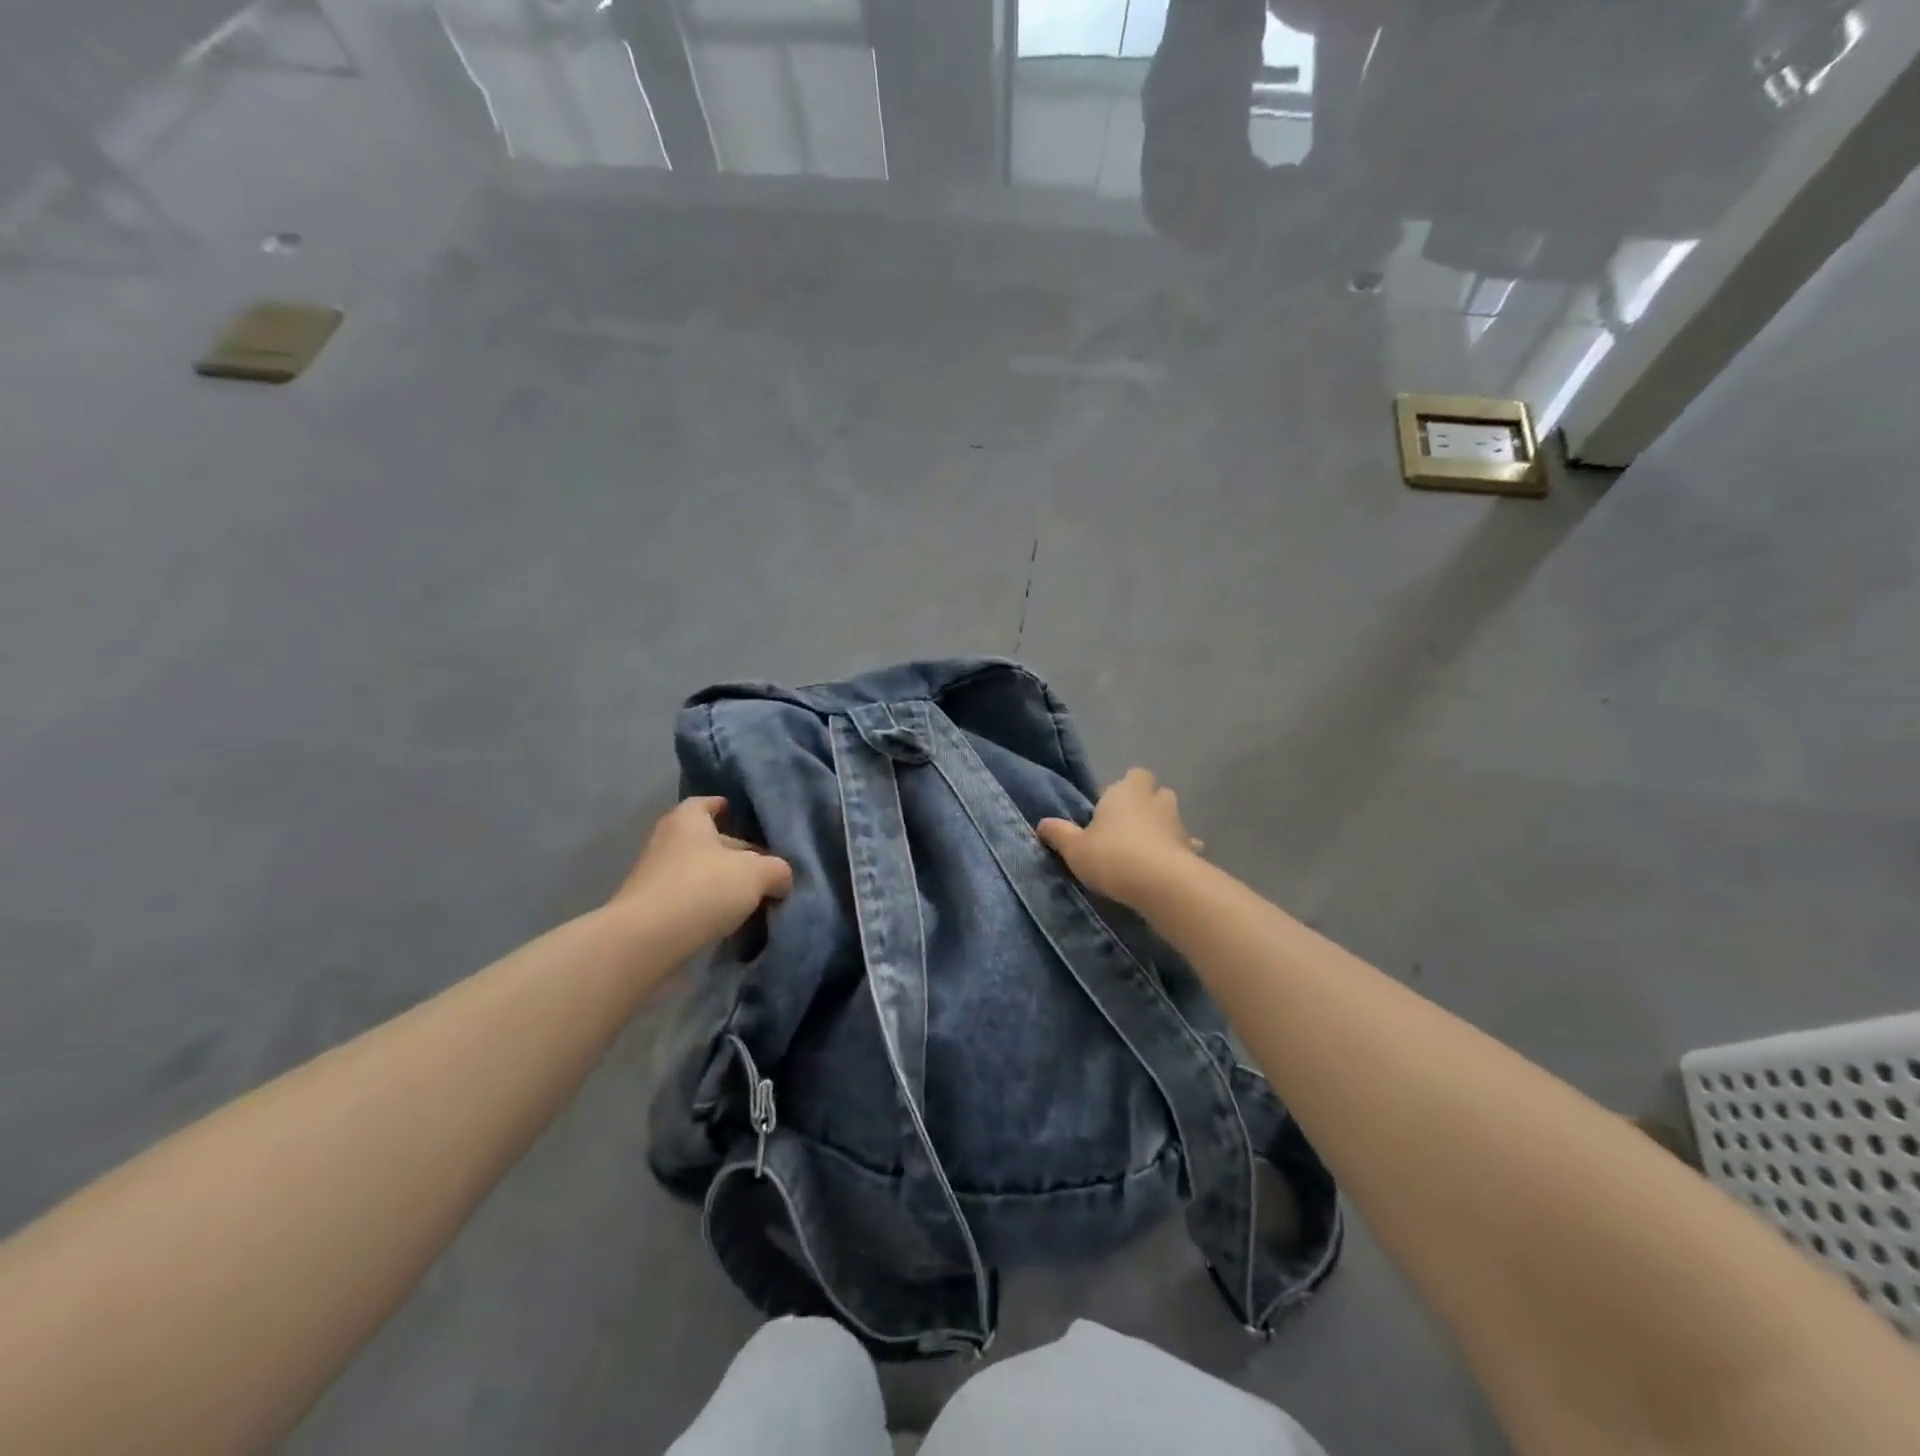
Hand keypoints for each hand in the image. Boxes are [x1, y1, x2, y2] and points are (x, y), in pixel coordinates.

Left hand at [609, 798, 793, 948]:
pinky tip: (728, 920)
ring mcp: (654, 877)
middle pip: (706, 840)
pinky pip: (687, 900)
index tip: (743, 818)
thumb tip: (781, 879)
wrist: (646, 942)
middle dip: (733, 852)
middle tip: (763, 867)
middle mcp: (666, 841)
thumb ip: (777, 870)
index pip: (706, 803)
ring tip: (751, 897)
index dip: (725, 808)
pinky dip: (705, 906)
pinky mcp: (650, 910)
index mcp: (688, 820)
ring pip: (697, 872)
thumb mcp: (757, 874)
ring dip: (720, 882)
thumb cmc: (703, 889)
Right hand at [1038, 768, 1202, 908]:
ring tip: (1146, 851)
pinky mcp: (1192, 850)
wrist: (1161, 884)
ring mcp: (1178, 824)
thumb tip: (1042, 824)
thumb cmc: (1112, 856)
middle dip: (1147, 805)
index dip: (1126, 788)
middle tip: (1127, 827)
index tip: (1111, 807)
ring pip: (1172, 818)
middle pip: (1156, 793)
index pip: (1134, 775)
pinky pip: (1186, 846)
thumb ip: (1059, 834)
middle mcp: (1155, 800)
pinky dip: (1179, 852)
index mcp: (1125, 792)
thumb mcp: (1075, 848)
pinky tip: (1168, 868)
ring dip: (1163, 829)